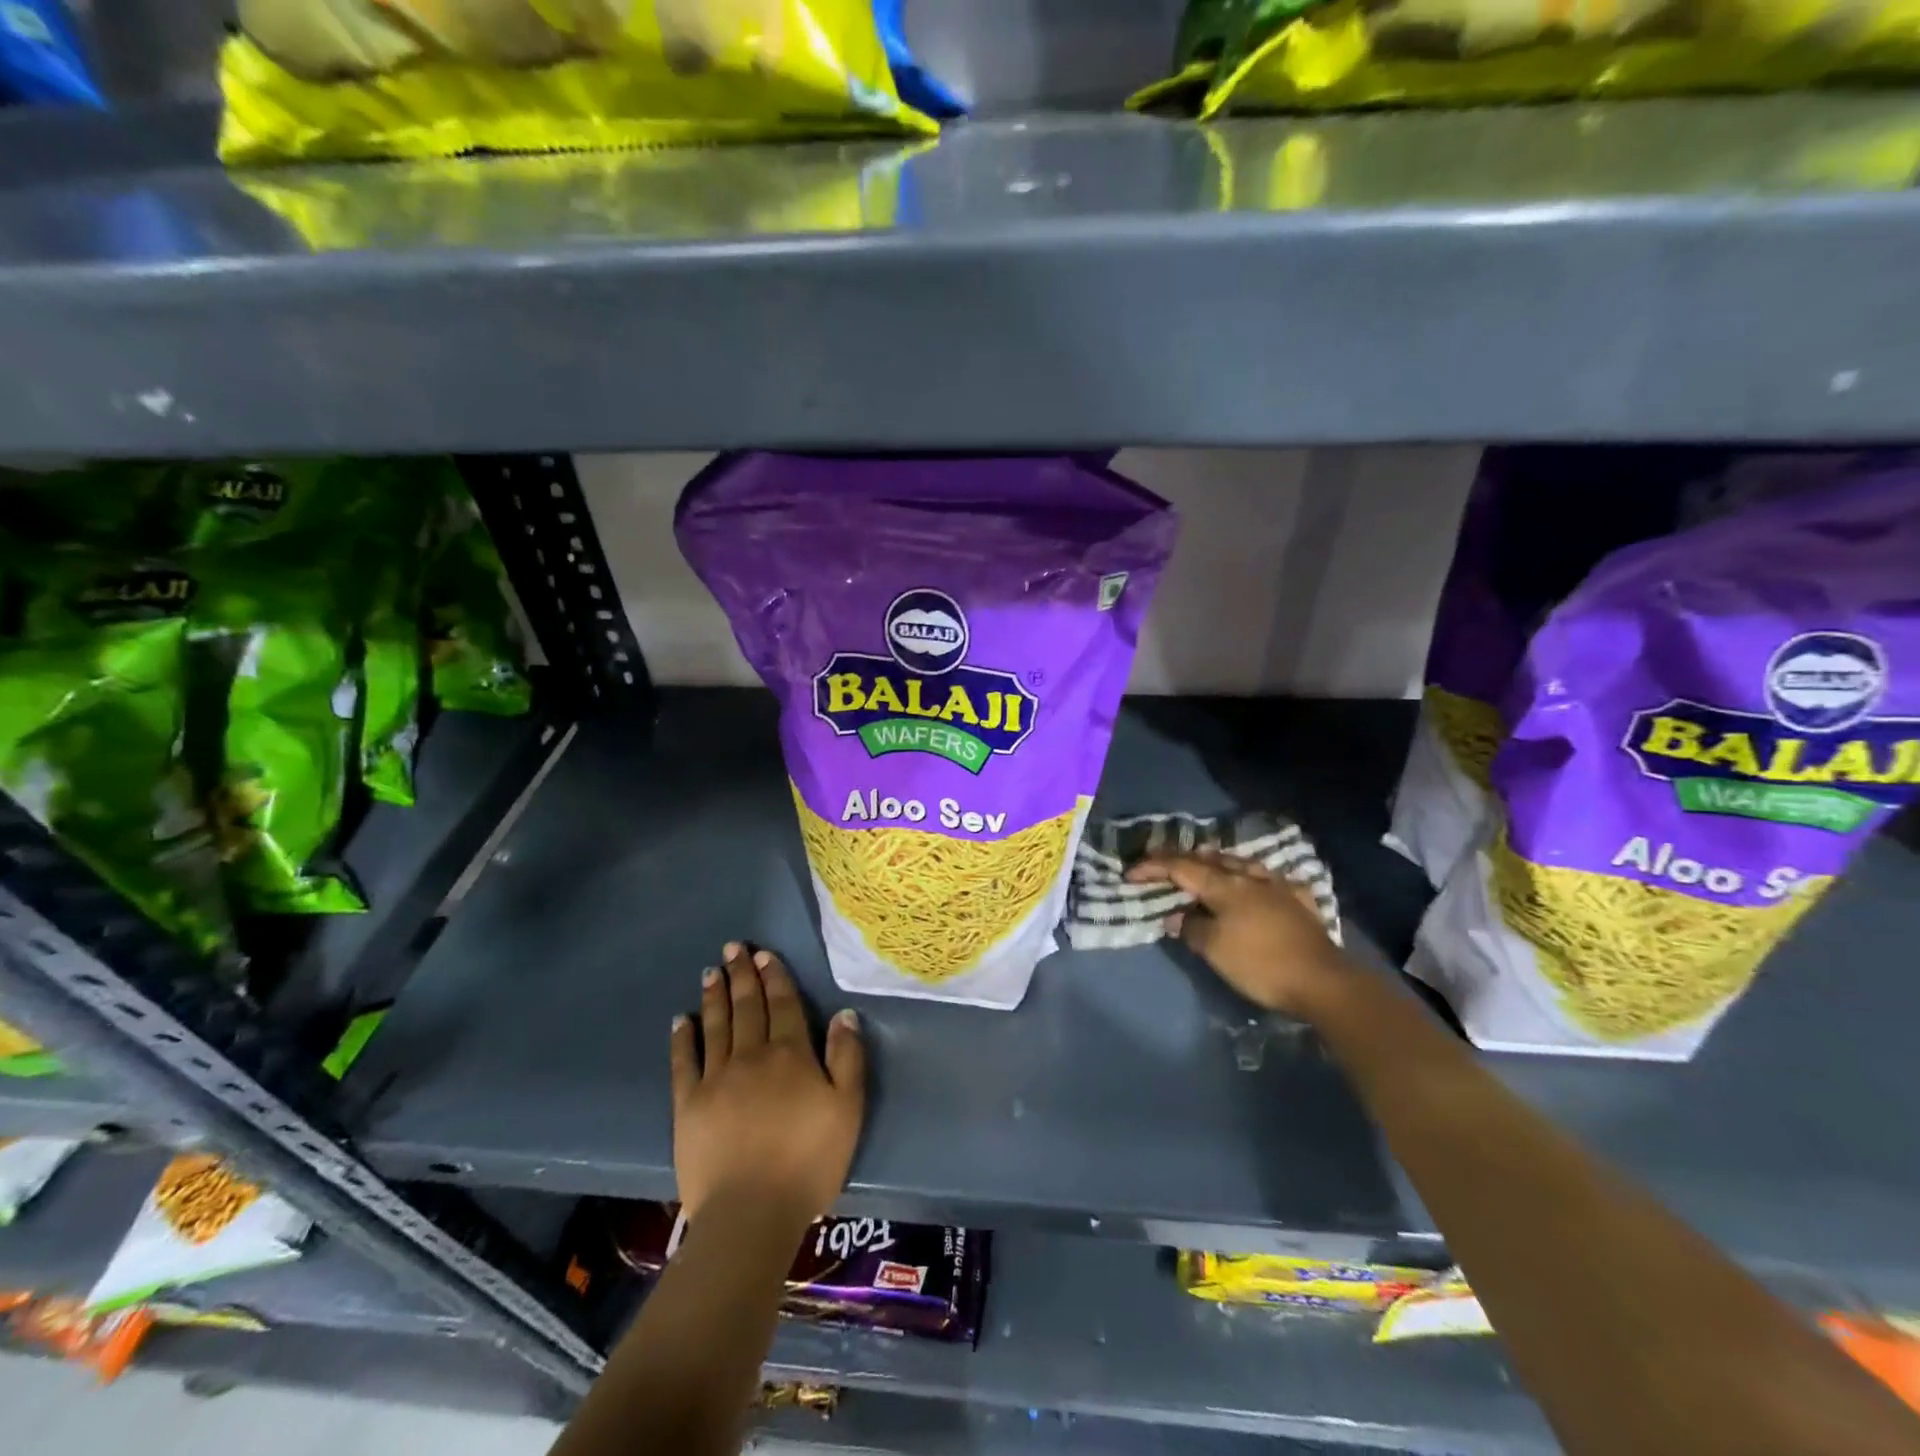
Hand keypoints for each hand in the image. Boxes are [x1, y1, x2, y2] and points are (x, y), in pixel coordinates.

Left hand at [670, 944, 864, 1228]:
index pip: (783, 1004)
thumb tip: (844, 1014)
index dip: (774, 977)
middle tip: (732, 948)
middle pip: (747, 1006)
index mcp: (790, 1054)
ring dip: (715, 996)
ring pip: (716, 1026)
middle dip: (741, 975)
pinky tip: (680, 1020)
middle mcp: (751, 1056)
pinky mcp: (688, 1105)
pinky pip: (684, 1062)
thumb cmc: (808, 1161)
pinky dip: (682, 1038)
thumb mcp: (847, 1108)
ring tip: (712, 972)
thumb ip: (847, 1057)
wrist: (751, 1213)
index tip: (764, 954)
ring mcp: (716, 1079)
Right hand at [1126, 850, 1351, 1018]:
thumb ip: (1191, 927)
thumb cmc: (1261, 964)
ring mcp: (1278, 887)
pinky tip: (1256, 884)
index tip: (1131, 873)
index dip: (1153, 868)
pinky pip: (1269, 881)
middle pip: (1211, 860)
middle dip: (1183, 859)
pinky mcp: (1299, 903)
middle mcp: (1251, 878)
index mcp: (1226, 886)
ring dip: (1218, 863)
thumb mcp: (1215, 949)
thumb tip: (1176, 916)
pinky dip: (1252, 879)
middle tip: (1162, 863)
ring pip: (1242, 865)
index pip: (1181, 868)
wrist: (1323, 982)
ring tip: (1204, 863)